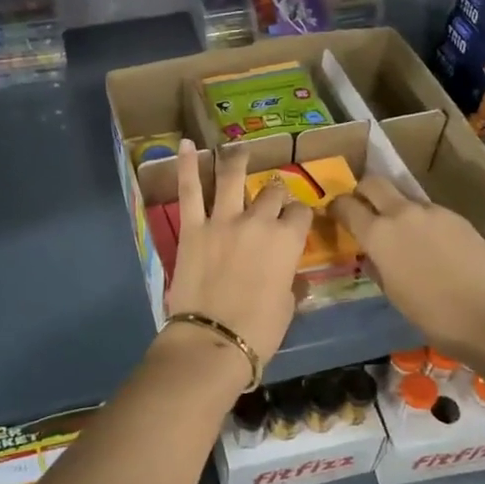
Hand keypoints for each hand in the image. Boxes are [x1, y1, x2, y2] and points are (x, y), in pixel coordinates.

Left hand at [166, 139, 312, 365]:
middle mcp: (258, 221)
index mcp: (287, 241)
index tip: (296, 219)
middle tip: (270, 196)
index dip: (299, 214)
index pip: (300, 212)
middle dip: (274, 192)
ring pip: (232, 177)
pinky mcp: (192, 227)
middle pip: (271, 192)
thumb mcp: (287, 305)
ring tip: (237, 147)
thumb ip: (289, 280)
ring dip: (236, 159)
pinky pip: (189, 190)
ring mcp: (223, 220)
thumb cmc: (259, 331)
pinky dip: (185, 164)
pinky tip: (185, 144)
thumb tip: (290, 276)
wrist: (214, 340)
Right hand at [332, 175, 484, 361]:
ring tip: (406, 236)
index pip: (346, 205)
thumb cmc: (432, 314)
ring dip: (397, 209)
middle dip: (363, 191)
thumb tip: (373, 254)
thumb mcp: (392, 293)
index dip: (336, 207)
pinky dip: (423, 222)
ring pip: (404, 198)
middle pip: (373, 182)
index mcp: (378, 234)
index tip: (335, 214)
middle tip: (364, 208)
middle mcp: (401, 213)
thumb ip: (377, 265)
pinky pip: (430, 212)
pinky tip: (435, 246)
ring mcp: (432, 211)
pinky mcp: (457, 216)